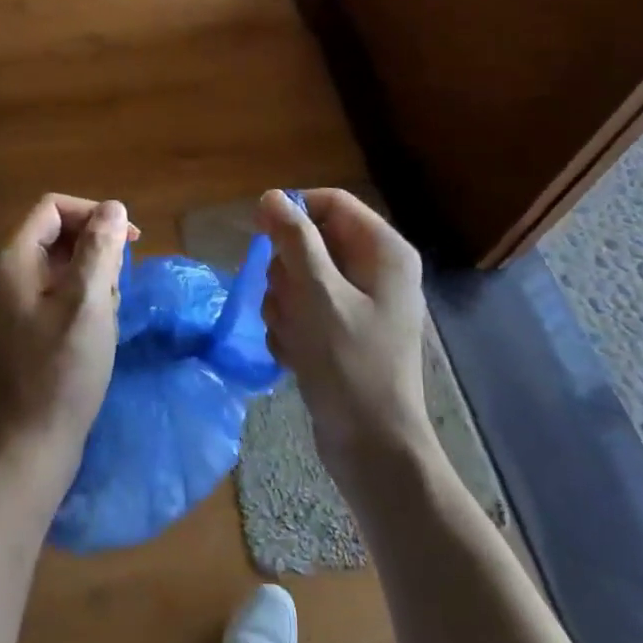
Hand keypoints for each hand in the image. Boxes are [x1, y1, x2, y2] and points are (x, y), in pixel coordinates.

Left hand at [0, 194, 135, 493]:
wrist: (31, 442)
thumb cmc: (62, 370)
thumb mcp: (88, 302)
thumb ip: (100, 248)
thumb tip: (113, 207)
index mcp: (14, 258)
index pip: (54, 207)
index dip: (93, 214)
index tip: (130, 241)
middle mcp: (8, 273)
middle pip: (59, 234)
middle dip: (97, 252)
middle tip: (117, 290)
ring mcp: (14, 302)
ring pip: (64, 267)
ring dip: (94, 282)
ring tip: (106, 318)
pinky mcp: (26, 326)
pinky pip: (60, 295)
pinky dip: (84, 303)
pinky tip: (97, 334)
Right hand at [258, 188, 434, 471]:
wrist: (372, 445)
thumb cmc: (348, 364)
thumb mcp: (317, 295)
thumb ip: (294, 240)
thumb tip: (272, 196)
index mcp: (383, 251)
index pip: (330, 203)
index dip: (292, 212)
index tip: (258, 235)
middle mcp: (375, 270)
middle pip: (310, 242)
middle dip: (286, 273)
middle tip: (288, 303)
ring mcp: (359, 303)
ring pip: (299, 278)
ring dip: (284, 306)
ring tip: (294, 337)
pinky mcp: (342, 331)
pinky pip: (303, 310)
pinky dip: (291, 329)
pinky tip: (295, 355)